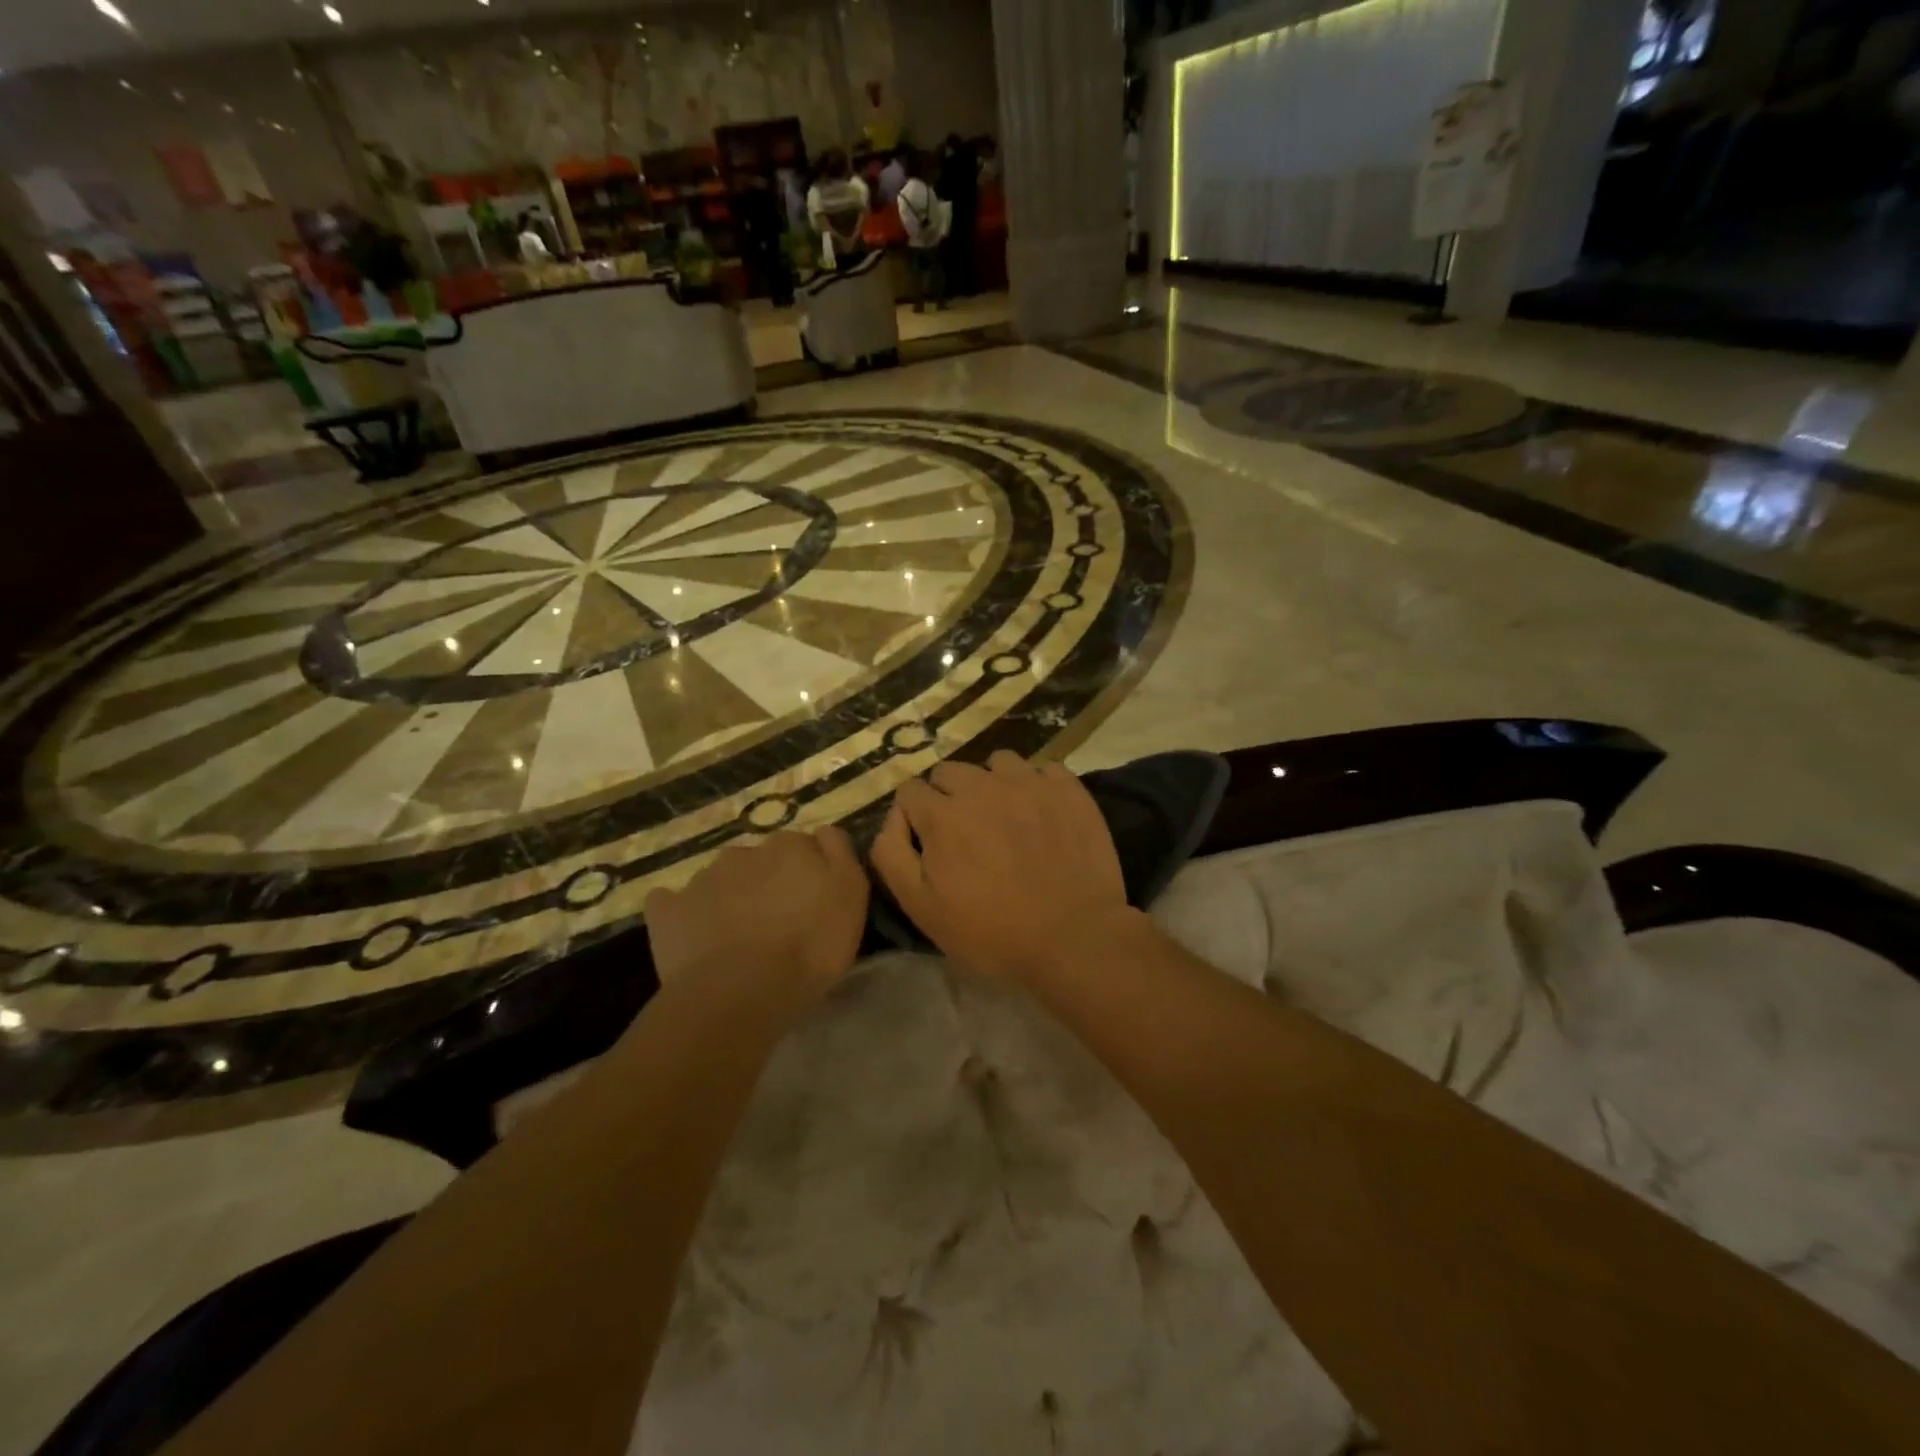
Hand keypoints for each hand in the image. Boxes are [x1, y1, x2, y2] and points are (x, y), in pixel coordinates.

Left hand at [645, 828, 869, 1007]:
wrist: (742, 991)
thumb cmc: (810, 945)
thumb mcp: (851, 895)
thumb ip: (840, 854)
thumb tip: (823, 833)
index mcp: (789, 846)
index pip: (803, 846)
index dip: (810, 873)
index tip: (814, 902)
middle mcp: (744, 852)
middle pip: (760, 861)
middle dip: (768, 883)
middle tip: (778, 922)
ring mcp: (701, 879)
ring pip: (720, 879)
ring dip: (731, 897)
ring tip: (739, 937)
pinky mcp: (668, 911)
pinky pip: (672, 902)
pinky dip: (682, 913)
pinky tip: (693, 935)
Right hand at [871, 752, 1135, 981]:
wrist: (1073, 937)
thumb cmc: (992, 931)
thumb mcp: (922, 907)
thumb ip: (892, 855)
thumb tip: (894, 818)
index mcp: (942, 814)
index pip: (910, 790)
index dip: (914, 815)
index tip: (928, 841)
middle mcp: (982, 786)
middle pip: (950, 771)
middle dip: (948, 796)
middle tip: (965, 833)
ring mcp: (1028, 783)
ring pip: (997, 763)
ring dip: (992, 784)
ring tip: (1005, 816)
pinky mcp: (1067, 789)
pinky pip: (1042, 769)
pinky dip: (1036, 785)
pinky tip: (1042, 813)